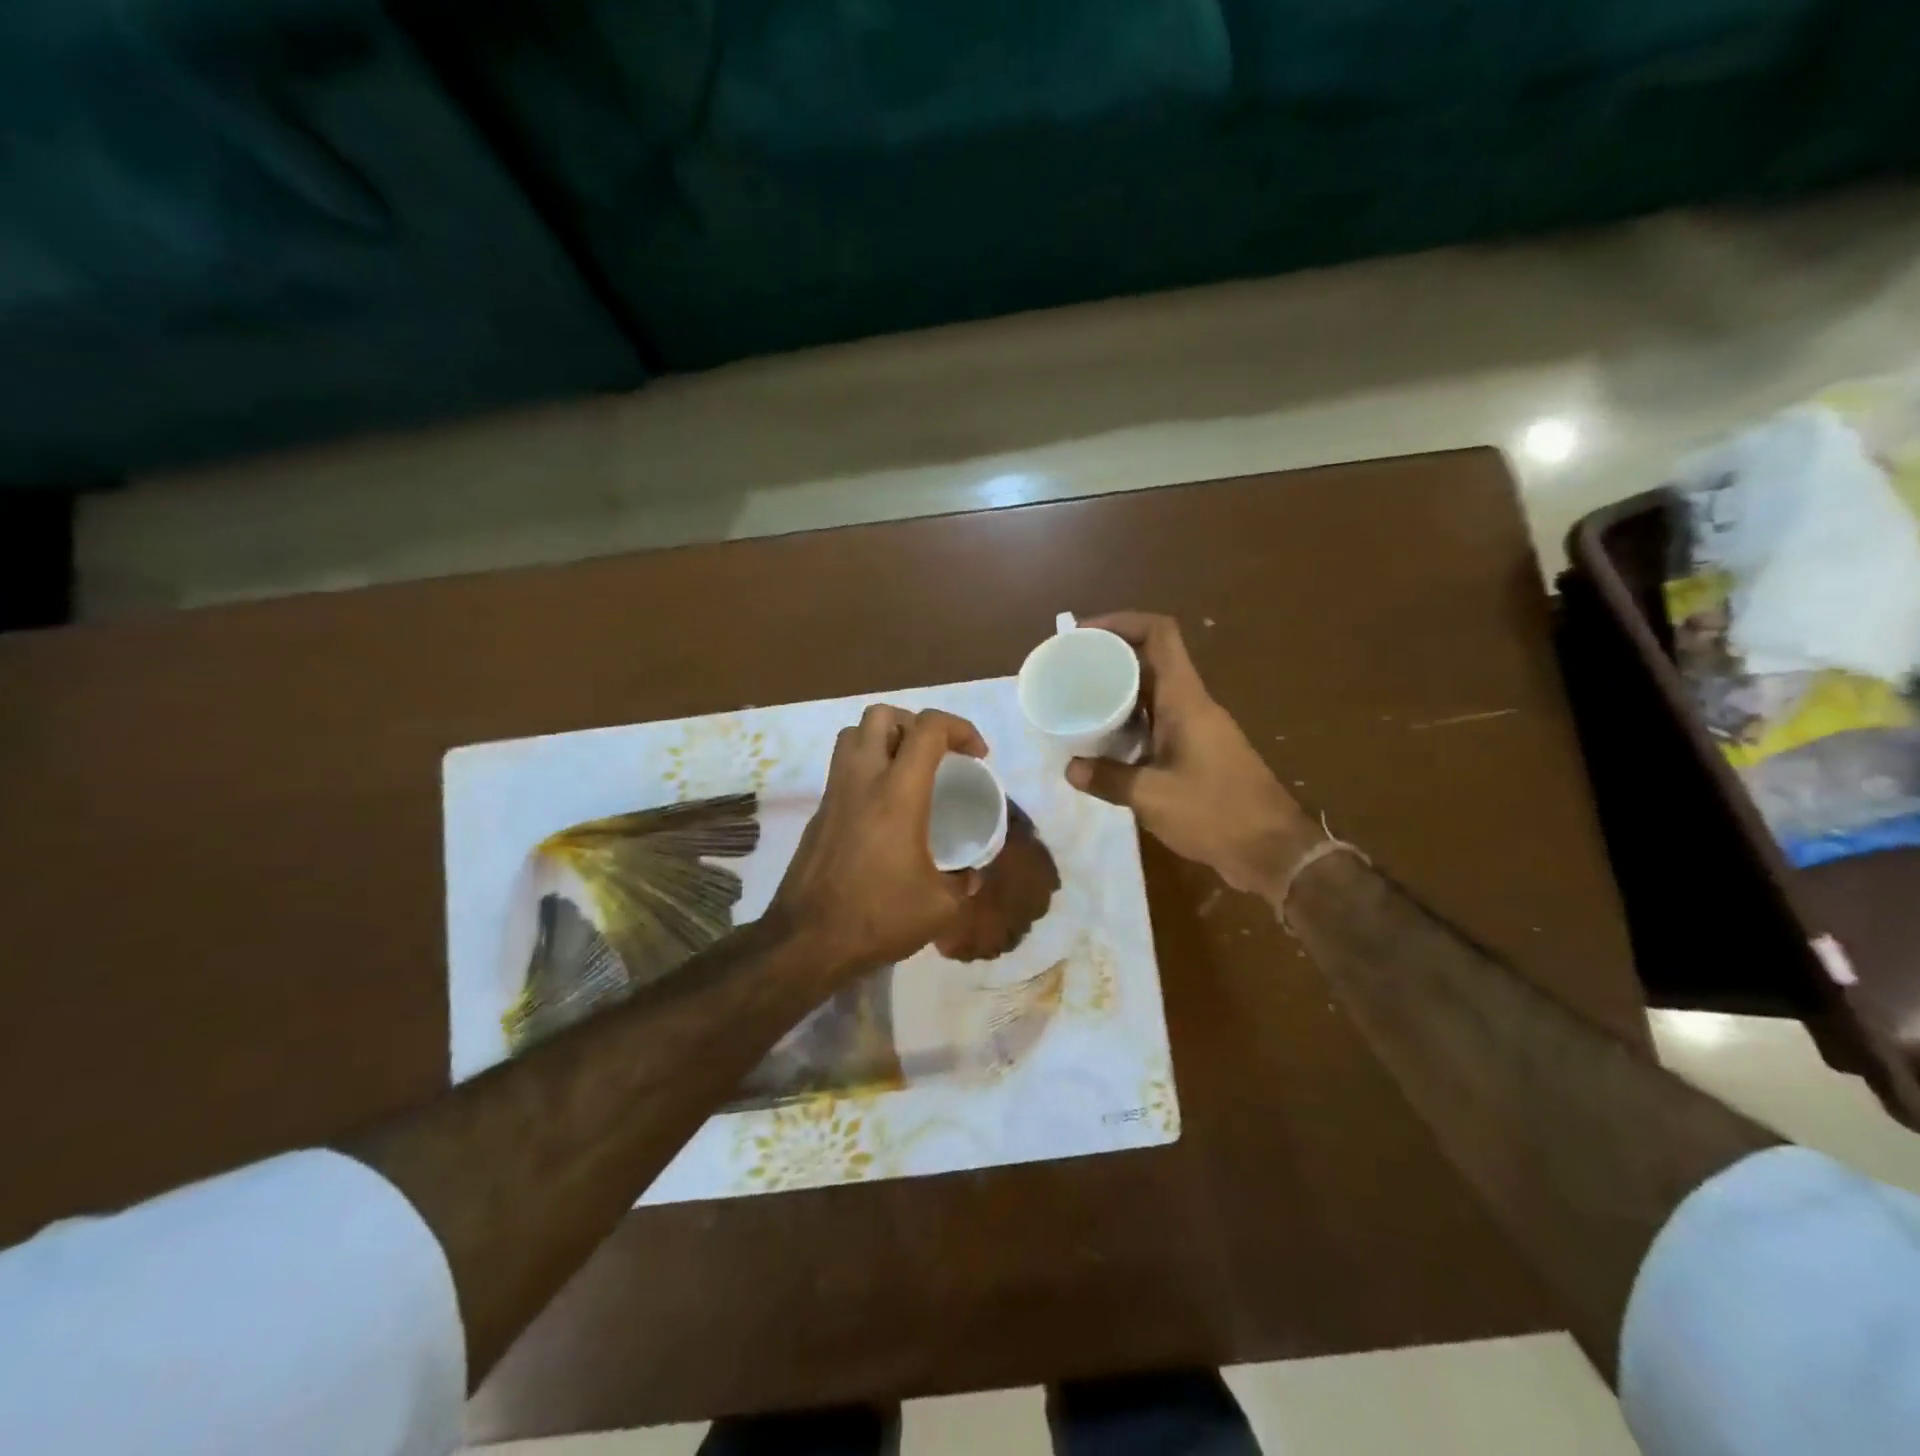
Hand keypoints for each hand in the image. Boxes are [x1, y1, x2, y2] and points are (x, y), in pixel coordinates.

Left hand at [770, 706, 986, 976]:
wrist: (807, 941)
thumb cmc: (878, 917)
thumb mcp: (940, 907)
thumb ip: (964, 883)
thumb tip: (971, 875)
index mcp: (898, 793)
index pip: (928, 729)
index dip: (960, 728)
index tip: (977, 756)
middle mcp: (862, 780)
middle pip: (882, 715)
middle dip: (916, 723)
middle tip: (937, 755)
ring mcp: (834, 793)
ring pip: (853, 734)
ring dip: (885, 738)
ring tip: (908, 770)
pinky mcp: (818, 812)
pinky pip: (842, 767)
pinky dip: (866, 768)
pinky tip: (883, 807)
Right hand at [1065, 612, 1318, 897]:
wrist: (1274, 851)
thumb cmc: (1217, 814)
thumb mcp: (1153, 798)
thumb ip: (1108, 779)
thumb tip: (1069, 768)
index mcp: (1185, 701)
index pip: (1159, 635)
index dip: (1121, 622)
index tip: (1082, 634)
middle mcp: (1192, 705)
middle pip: (1150, 659)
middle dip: (1108, 657)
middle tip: (1069, 669)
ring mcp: (1197, 728)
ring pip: (1152, 692)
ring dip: (1117, 691)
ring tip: (1077, 701)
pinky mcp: (1198, 751)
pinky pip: (1157, 722)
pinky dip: (1129, 722)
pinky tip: (1103, 742)